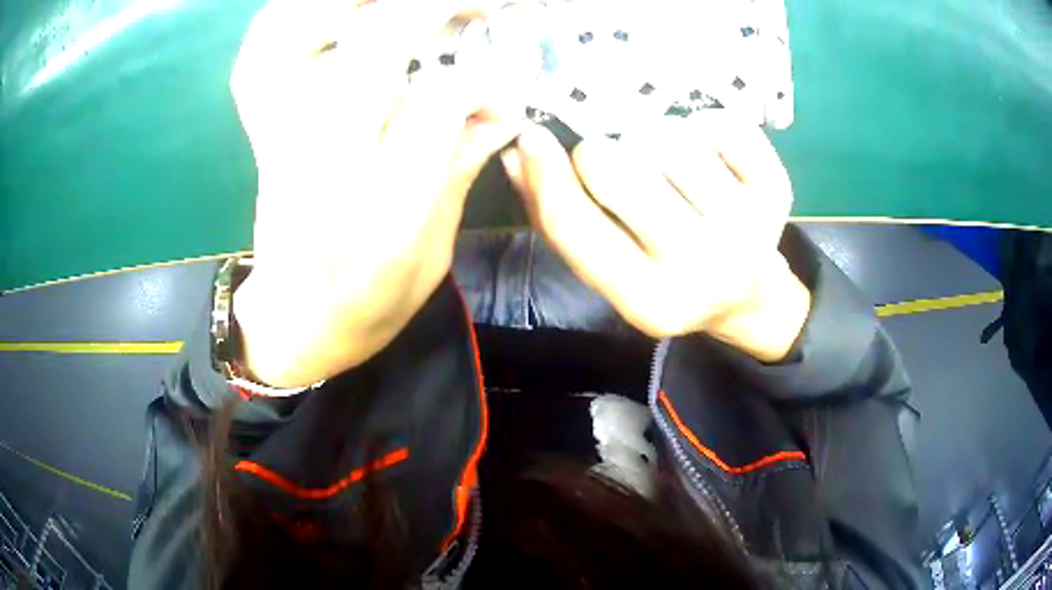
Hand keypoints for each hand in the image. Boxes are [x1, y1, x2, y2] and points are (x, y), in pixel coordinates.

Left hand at [230, 0, 520, 386]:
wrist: (295, 325)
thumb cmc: (370, 302)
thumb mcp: (435, 251)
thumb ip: (464, 166)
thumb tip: (502, 101)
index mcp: (385, 215)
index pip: (436, 106)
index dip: (478, 77)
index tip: (499, 81)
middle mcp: (324, 169)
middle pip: (369, 54)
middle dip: (429, 8)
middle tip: (475, 5)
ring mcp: (279, 142)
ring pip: (296, 41)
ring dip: (344, 5)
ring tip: (399, 2)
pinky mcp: (259, 131)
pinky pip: (259, 56)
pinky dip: (287, 18)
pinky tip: (327, 10)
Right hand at [501, 115, 810, 361]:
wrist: (747, 296)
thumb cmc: (667, 280)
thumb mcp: (610, 271)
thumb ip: (558, 219)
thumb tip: (518, 154)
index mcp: (648, 300)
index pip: (575, 225)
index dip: (543, 172)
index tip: (530, 136)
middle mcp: (702, 268)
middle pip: (616, 166)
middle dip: (601, 154)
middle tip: (618, 165)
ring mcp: (748, 228)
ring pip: (667, 136)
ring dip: (653, 139)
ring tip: (666, 165)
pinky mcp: (777, 191)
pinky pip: (721, 124)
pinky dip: (704, 127)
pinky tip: (708, 157)